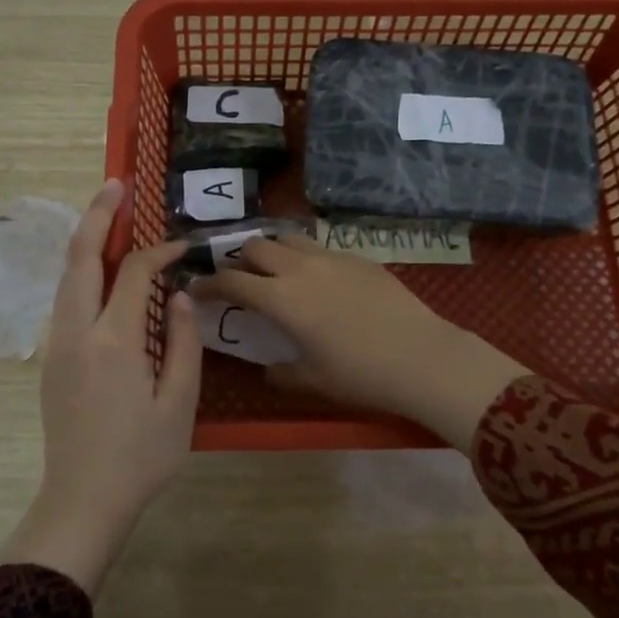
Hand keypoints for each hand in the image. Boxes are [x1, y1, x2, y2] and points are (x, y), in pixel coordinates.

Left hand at [2, 179, 201, 595]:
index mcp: (113, 341)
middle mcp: (76, 332)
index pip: (135, 273)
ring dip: (86, 241)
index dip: (160, 251)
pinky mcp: (52, 359)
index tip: (184, 247)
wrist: (82, 500)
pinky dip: (82, 272)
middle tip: (117, 185)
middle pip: (81, 258)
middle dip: (97, 215)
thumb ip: (183, 343)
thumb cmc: (141, 457)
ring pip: (67, 277)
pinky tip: (101, 272)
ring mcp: (57, 344)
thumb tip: (180, 297)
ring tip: (108, 216)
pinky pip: (66, 300)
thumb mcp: (179, 403)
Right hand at [190, 236, 527, 449]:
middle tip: (240, 279)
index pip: (232, 281)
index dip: (209, 284)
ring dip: (272, 249)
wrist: (422, 357)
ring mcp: (332, 258)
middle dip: (239, 259)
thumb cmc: (360, 374)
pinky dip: (305, 256)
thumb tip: (269, 369)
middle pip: (256, 246)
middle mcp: (300, 268)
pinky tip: (318, 279)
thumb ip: (282, 373)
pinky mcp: (360, 257)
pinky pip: (321, 247)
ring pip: (289, 237)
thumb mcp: (313, 379)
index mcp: (281, 298)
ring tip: (275, 270)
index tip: (196, 288)